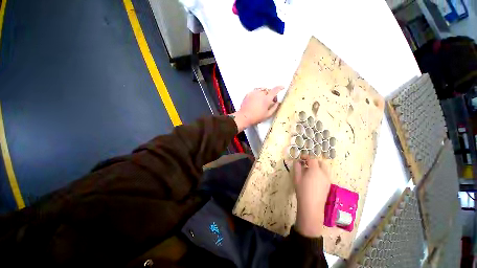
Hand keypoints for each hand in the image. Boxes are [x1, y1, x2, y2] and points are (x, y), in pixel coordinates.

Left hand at [231, 86, 282, 131]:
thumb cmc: (256, 117)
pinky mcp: (248, 94)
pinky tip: (256, 99)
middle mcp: (260, 94)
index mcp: (266, 99)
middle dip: (271, 93)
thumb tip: (278, 103)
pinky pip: (255, 91)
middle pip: (268, 90)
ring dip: (264, 93)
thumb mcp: (268, 115)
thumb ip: (274, 108)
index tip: (282, 87)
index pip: (275, 90)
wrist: (244, 117)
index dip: (279, 88)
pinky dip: (258, 93)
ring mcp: (254, 93)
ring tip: (263, 99)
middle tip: (270, 100)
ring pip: (261, 89)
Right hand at [293, 156, 330, 237]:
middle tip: (305, 164)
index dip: (306, 156)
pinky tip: (313, 178)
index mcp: (315, 170)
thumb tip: (297, 161)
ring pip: (324, 169)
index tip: (300, 158)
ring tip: (309, 171)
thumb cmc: (302, 190)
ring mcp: (327, 179)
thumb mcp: (297, 177)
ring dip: (317, 166)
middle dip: (313, 161)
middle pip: (320, 162)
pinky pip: (325, 175)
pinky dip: (320, 172)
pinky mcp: (328, 185)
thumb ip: (297, 167)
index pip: (312, 158)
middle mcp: (324, 173)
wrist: (311, 206)